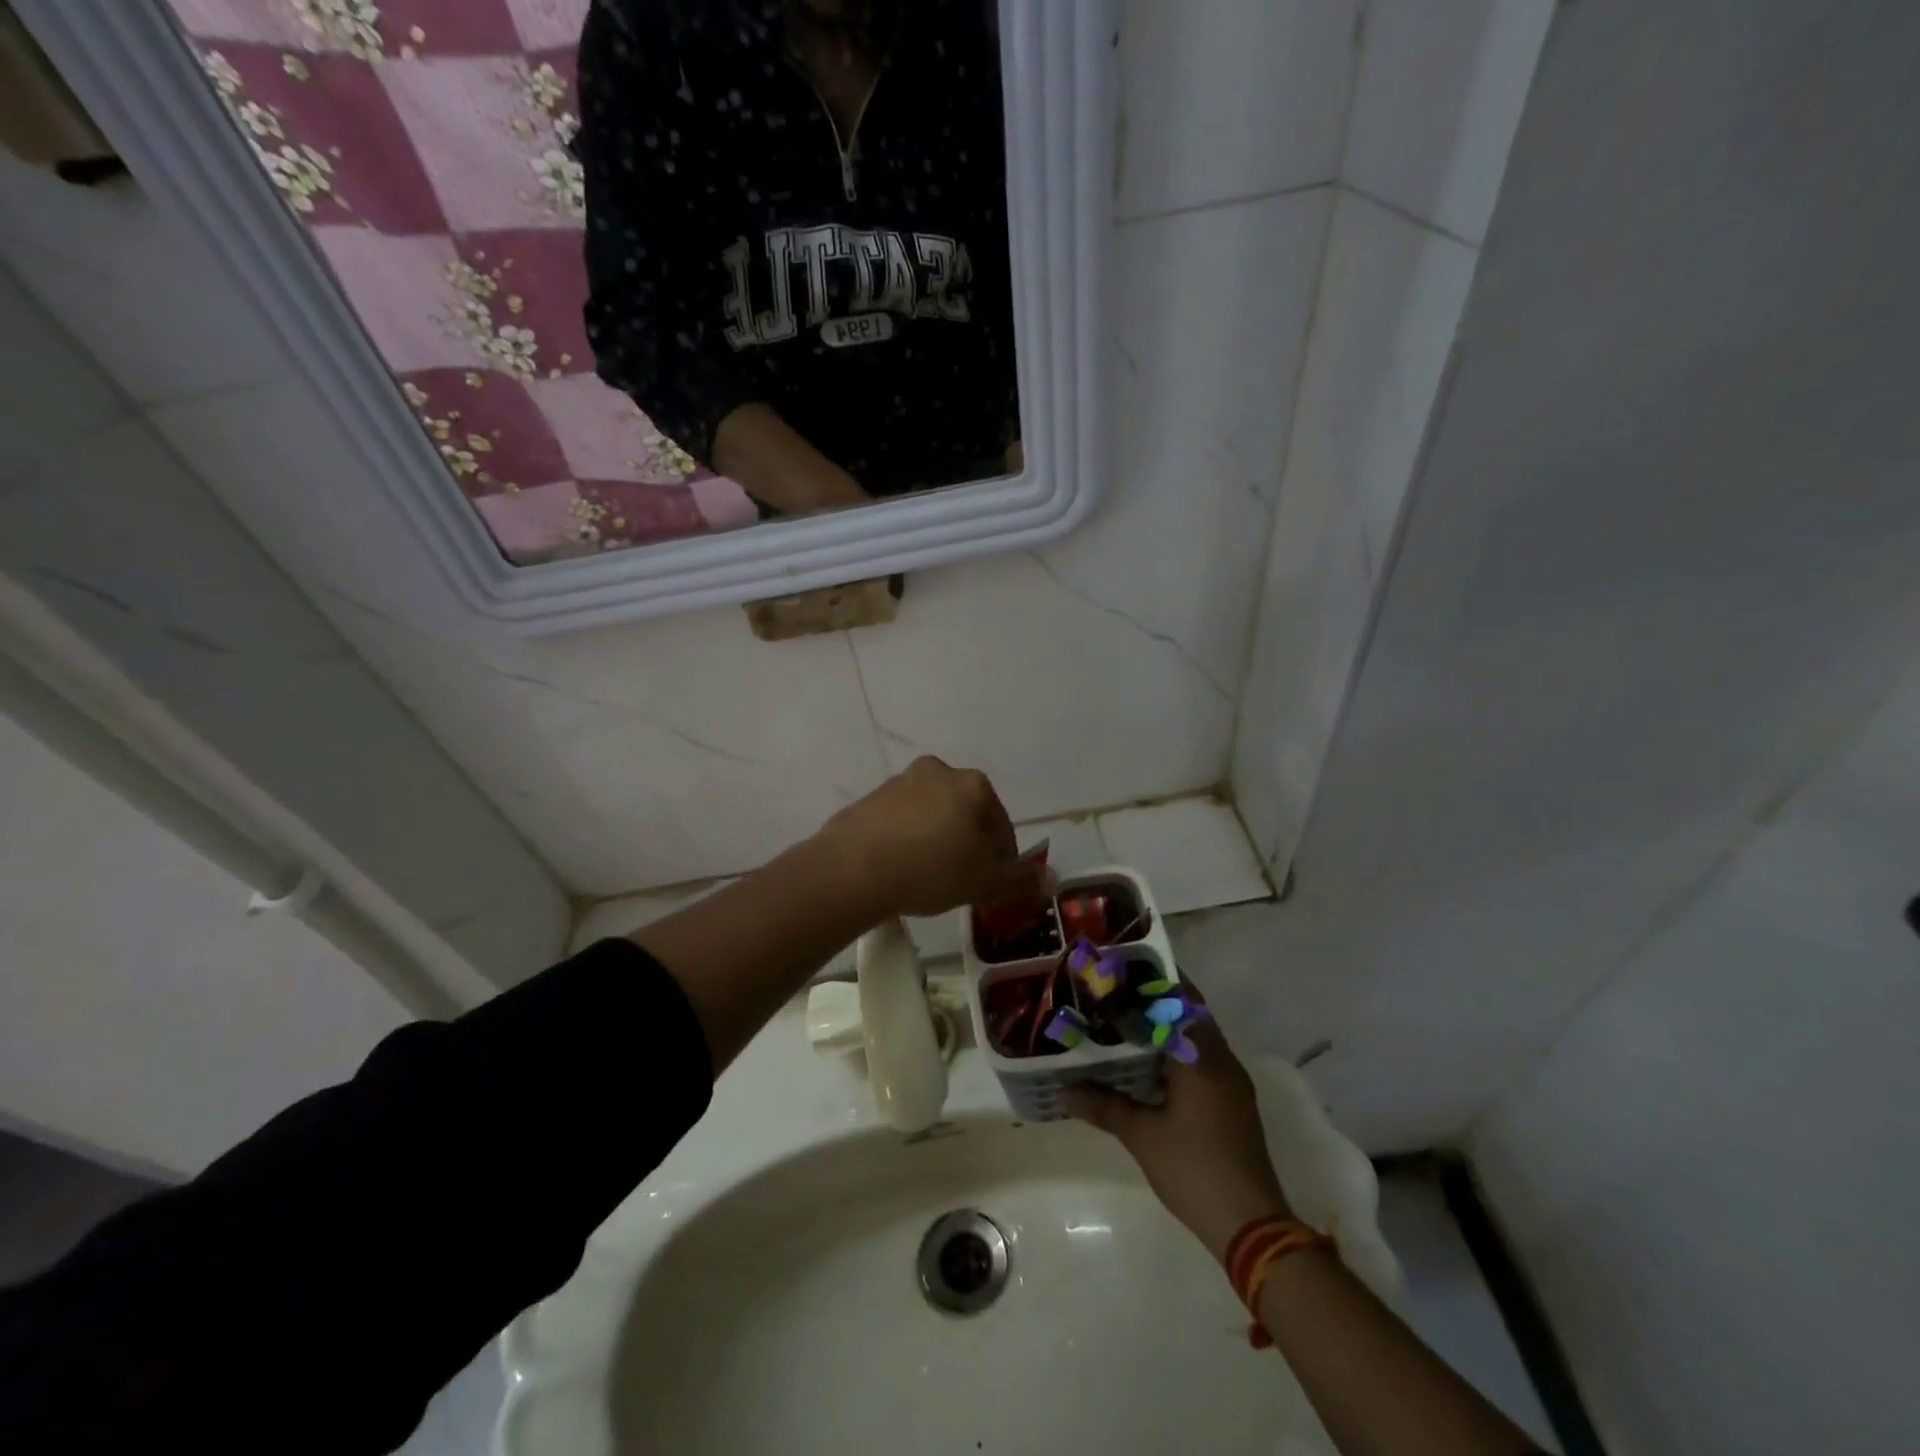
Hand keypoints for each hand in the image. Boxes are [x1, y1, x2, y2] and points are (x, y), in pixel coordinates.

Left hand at [822, 757, 1049, 918]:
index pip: (1001, 823)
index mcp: (972, 784)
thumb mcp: (985, 881)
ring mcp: (899, 783)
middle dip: (969, 845)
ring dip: (937, 841)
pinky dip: (907, 842)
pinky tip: (901, 871)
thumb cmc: (931, 868)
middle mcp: (937, 772)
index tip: (994, 884)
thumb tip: (1051, 880)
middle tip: (964, 881)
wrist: (853, 868)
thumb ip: (1020, 880)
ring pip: (932, 816)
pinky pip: (900, 823)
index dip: (1003, 858)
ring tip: (930, 878)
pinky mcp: (868, 800)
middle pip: (966, 814)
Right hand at [1063, 987, 1289, 1263]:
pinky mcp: (1233, 1102)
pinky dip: (1178, 1050)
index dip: (1153, 979)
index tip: (1124, 966)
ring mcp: (1232, 1082)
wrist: (1252, 1226)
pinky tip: (1149, 1062)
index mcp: (1202, 1058)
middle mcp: (1222, 1060)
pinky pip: (1204, 1059)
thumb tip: (1062, 1090)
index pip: (1180, 999)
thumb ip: (1103, 1106)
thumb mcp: (1142, 1136)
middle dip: (1157, 999)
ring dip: (1168, 1025)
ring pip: (1198, 1037)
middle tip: (1117, 990)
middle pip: (1191, 1013)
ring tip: (1126, 1019)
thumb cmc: (1194, 1169)